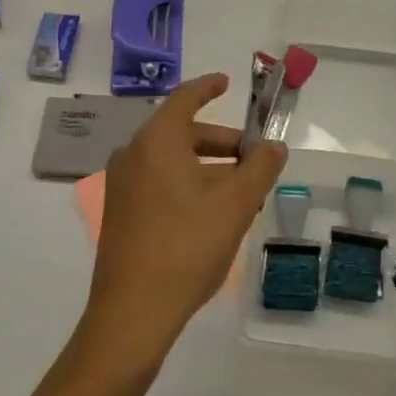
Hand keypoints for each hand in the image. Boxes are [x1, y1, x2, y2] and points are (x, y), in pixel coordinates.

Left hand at [82, 73, 286, 366]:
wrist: (133, 312)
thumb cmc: (187, 246)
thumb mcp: (235, 204)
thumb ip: (260, 168)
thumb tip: (274, 146)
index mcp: (157, 141)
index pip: (185, 98)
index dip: (209, 87)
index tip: (227, 83)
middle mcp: (133, 155)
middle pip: (182, 133)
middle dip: (221, 142)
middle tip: (253, 158)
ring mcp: (122, 186)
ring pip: (172, 162)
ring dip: (208, 168)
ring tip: (242, 192)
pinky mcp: (121, 213)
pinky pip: (159, 182)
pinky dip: (188, 185)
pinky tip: (214, 214)